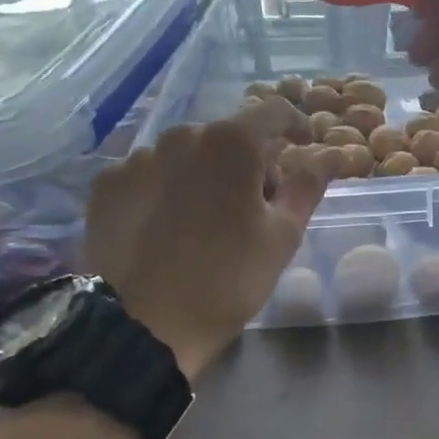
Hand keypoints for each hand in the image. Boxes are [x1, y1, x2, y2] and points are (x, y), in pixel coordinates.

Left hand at [84, 98, 326, 374]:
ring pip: (188, 153)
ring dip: (207, 173)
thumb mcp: (283, 234)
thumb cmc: (228, 278)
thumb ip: (309, 184)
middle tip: (258, 205)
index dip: (296, 124)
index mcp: (232, 143)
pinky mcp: (107, 185)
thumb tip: (331, 153)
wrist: (142, 328)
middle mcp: (182, 136)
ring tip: (209, 220)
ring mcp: (138, 158)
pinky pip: (151, 173)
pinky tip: (170, 226)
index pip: (274, 111)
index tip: (303, 146)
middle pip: (229, 135)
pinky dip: (168, 188)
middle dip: (251, 160)